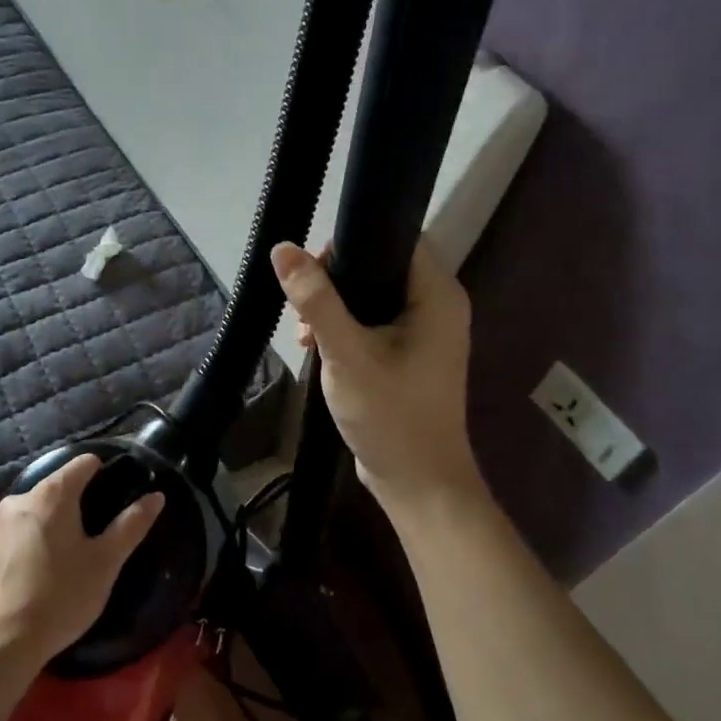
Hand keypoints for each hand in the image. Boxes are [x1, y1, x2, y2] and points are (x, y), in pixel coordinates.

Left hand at [0, 453, 165, 672]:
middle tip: (95, 539)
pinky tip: (35, 578)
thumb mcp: (105, 563)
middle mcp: (18, 500)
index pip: (84, 463)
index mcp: (51, 494)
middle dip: (77, 506)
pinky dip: (28, 547)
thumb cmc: (60, 597)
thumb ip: (131, 525)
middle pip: (56, 488)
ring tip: (66, 561)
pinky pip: (13, 537)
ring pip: (33, 514)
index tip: (117, 499)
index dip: (105, 473)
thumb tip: (156, 496)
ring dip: (51, 527)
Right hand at [272, 237, 480, 510]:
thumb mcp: (347, 353)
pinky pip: (373, 321)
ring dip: (333, 306)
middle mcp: (438, 304)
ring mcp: (425, 331)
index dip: (350, 243)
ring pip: (372, 294)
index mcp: (437, 294)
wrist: (418, 482)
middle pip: (380, 264)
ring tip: (304, 333)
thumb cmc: (390, 415)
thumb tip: (283, 249)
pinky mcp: (410, 353)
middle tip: (303, 307)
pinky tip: (316, 347)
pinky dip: (345, 327)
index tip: (311, 270)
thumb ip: (316, 300)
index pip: (396, 237)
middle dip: (334, 280)